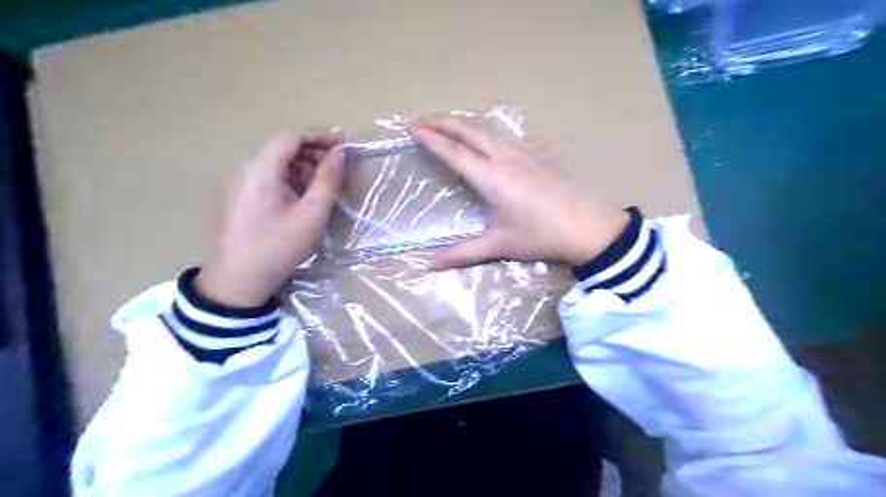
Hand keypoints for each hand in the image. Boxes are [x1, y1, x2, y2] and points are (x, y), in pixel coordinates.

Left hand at [194, 134, 343, 306]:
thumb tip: (339, 154)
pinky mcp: (241, 198)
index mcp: (262, 169)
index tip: (343, 147)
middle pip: (283, 148)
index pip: (292, 137)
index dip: (320, 137)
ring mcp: (241, 184)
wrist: (239, 279)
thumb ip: (327, 180)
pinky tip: (303, 199)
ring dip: (303, 168)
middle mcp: (247, 169)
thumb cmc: (279, 246)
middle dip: (313, 154)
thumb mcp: (312, 214)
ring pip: (277, 164)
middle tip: (337, 171)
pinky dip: (291, 180)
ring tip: (323, 187)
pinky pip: (269, 178)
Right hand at [409, 116, 625, 269]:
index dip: (432, 139)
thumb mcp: (499, 246)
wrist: (588, 227)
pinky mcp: (538, 154)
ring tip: (448, 125)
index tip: (413, 129)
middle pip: (469, 130)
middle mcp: (504, 158)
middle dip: (443, 121)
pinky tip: (489, 140)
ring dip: (464, 124)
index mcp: (491, 178)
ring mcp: (524, 153)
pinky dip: (487, 132)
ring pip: (488, 130)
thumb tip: (429, 265)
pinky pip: (506, 136)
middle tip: (422, 120)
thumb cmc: (540, 236)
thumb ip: (463, 253)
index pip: (454, 152)